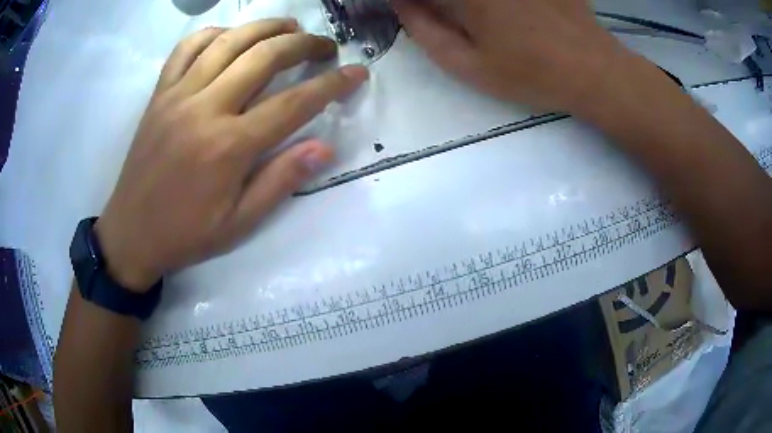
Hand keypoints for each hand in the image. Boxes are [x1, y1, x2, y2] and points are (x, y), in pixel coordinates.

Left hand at [95, 19, 368, 291]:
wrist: (131, 235)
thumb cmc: (186, 235)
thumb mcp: (239, 223)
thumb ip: (281, 181)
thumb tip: (324, 147)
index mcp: (229, 146)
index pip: (294, 102)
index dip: (332, 84)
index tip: (357, 73)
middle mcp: (205, 109)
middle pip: (264, 57)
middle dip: (304, 44)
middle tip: (325, 45)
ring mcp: (178, 96)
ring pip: (228, 41)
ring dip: (265, 27)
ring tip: (289, 27)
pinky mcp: (159, 95)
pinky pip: (186, 49)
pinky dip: (213, 33)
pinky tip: (230, 35)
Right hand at [392, 0, 626, 112]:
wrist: (594, 71)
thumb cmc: (531, 73)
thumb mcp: (469, 66)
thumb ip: (425, 31)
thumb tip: (401, 5)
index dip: (410, 2)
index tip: (409, 10)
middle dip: (439, 4)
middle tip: (441, 16)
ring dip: (467, 7)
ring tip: (478, 24)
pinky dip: (489, 5)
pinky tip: (503, 17)